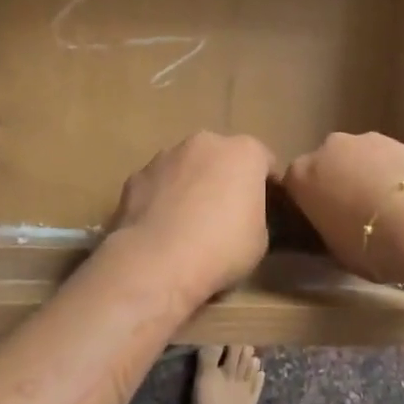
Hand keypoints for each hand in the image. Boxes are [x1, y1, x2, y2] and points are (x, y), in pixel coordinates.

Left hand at [107, 132, 276, 302]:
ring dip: (191, 185)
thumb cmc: (221, 248)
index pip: (264, 162)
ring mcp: (166, 155)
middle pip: (222, 158)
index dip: (266, 187)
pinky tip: (161, 228)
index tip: (265, 211)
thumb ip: (256, 215)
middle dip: (225, 179)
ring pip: (187, 167)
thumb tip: (244, 216)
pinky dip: (162, 198)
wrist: (157, 261)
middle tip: (225, 215)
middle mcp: (206, 142)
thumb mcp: (260, 240)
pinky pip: (158, 184)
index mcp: (244, 152)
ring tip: (188, 224)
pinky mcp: (137, 175)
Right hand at [282, 133, 403, 280]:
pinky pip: (394, 161)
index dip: (308, 204)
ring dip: (370, 177)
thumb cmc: (371, 246)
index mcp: (303, 174)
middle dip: (339, 183)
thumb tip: (334, 227)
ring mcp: (371, 140)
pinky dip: (399, 177)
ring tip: (391, 212)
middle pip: (329, 164)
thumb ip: (327, 230)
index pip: (294, 185)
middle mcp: (331, 147)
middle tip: (356, 215)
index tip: (321, 222)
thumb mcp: (336, 251)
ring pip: (363, 158)